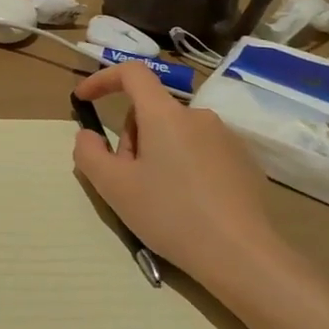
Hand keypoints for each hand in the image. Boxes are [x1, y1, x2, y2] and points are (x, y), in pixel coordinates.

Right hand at [71, 61, 298, 297]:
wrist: (242, 256)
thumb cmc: (170, 215)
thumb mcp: (114, 187)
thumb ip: (89, 153)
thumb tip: (88, 136)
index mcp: (164, 114)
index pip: (132, 73)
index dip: (103, 80)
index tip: (84, 100)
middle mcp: (198, 116)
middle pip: (151, 110)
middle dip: (131, 137)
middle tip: (127, 179)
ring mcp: (226, 137)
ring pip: (175, 133)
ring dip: (157, 153)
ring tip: (158, 197)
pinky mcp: (244, 161)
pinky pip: (201, 150)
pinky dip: (184, 166)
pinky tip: (188, 204)